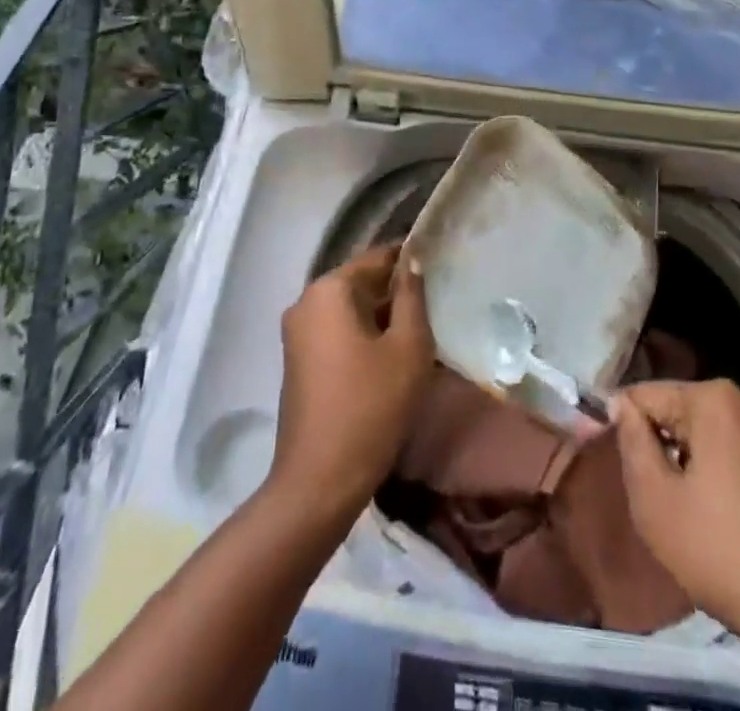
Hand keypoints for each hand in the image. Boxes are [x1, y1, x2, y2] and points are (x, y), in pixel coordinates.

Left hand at [271, 245, 433, 522]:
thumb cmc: (371, 407)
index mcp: (329, 290)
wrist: (319, 482)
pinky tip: (393, 353)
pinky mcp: (299, 360)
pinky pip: (337, 331)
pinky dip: (364, 335)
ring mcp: (298, 332)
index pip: (378, 257)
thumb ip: (412, 296)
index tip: (441, 262)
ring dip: (382, 315)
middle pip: (361, 282)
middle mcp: (306, 301)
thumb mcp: (408, 347)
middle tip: (437, 299)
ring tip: (421, 326)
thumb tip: (412, 261)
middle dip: (396, 290)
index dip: (410, 257)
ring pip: (350, 309)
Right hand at [613, 380, 739, 710]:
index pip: (645, 394)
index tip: (613, 464)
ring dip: (688, 464)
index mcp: (714, 399)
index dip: (620, 425)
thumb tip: (621, 406)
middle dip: (659, 445)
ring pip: (708, 435)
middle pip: (679, 411)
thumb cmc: (727, 554)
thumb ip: (631, 443)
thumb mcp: (656, 502)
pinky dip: (718, 477)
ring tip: (684, 515)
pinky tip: (719, 522)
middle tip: (651, 498)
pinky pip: (737, 455)